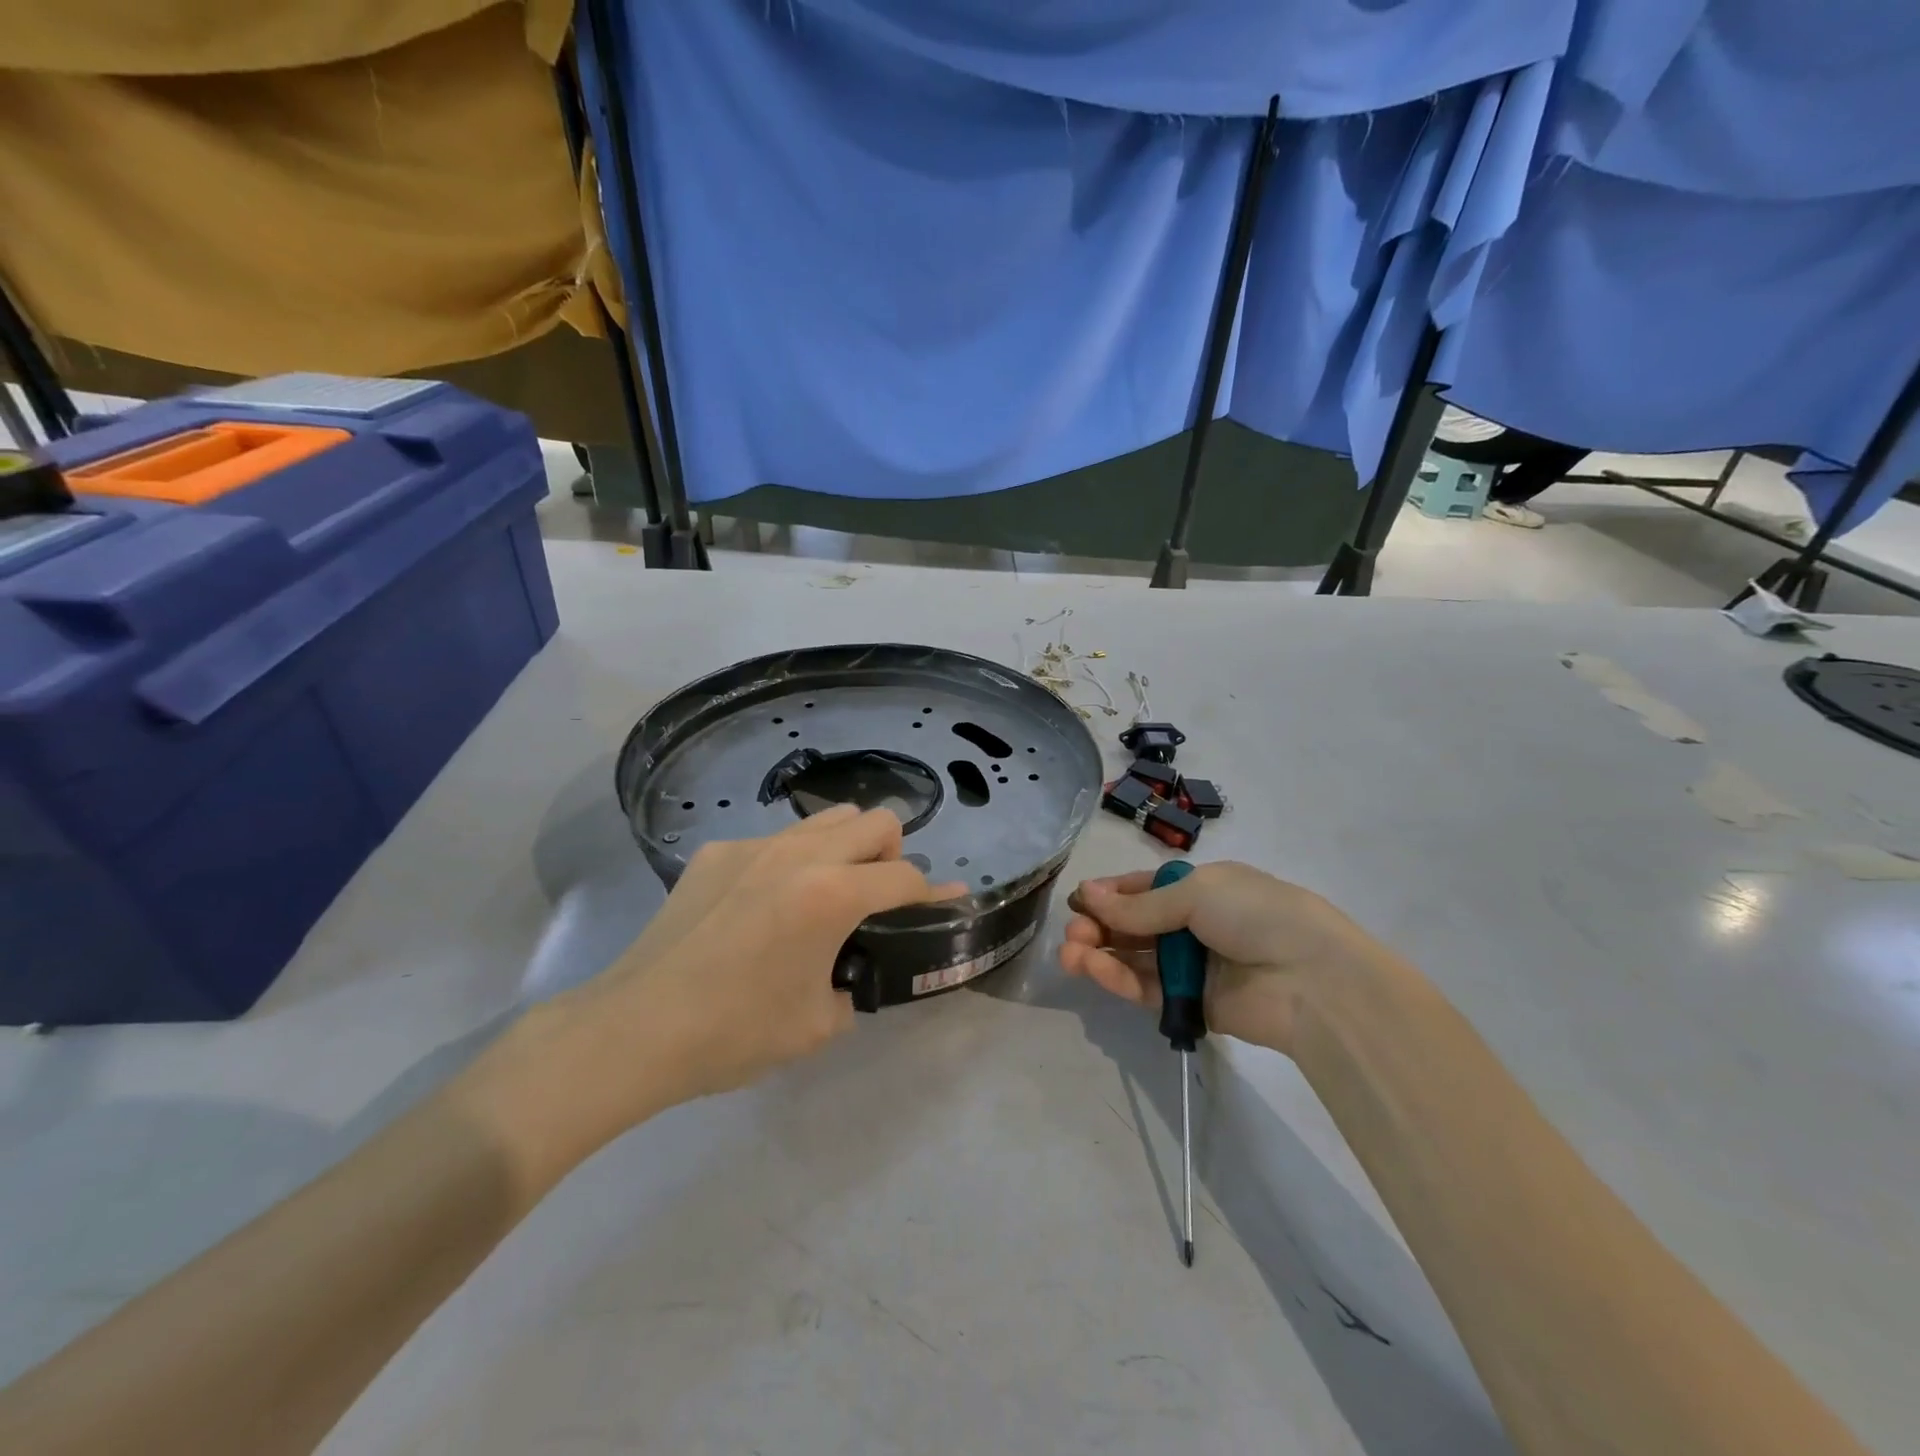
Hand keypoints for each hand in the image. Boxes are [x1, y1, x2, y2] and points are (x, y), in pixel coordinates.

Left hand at [533, 807, 962, 1140]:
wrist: (636, 1027)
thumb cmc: (735, 1032)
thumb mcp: (819, 1024)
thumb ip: (857, 984)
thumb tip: (860, 967)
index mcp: (832, 894)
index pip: (905, 877)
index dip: (934, 894)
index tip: (948, 903)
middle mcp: (800, 853)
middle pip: (876, 821)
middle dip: (893, 854)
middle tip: (876, 898)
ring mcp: (754, 845)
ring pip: (827, 818)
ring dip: (846, 846)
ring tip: (826, 891)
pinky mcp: (717, 851)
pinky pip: (776, 840)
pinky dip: (791, 862)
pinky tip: (763, 905)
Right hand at [1058, 861, 1373, 1056]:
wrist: (1313, 980)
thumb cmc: (1255, 915)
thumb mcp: (1195, 893)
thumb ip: (1139, 904)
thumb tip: (1087, 894)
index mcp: (1201, 888)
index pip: (1144, 888)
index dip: (1109, 894)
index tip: (1077, 901)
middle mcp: (1194, 924)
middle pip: (1134, 924)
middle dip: (1099, 926)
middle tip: (1072, 934)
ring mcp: (1191, 966)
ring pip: (1134, 958)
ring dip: (1100, 953)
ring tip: (1069, 954)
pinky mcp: (1191, 1004)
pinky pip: (1146, 988)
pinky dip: (1117, 978)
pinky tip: (1092, 968)